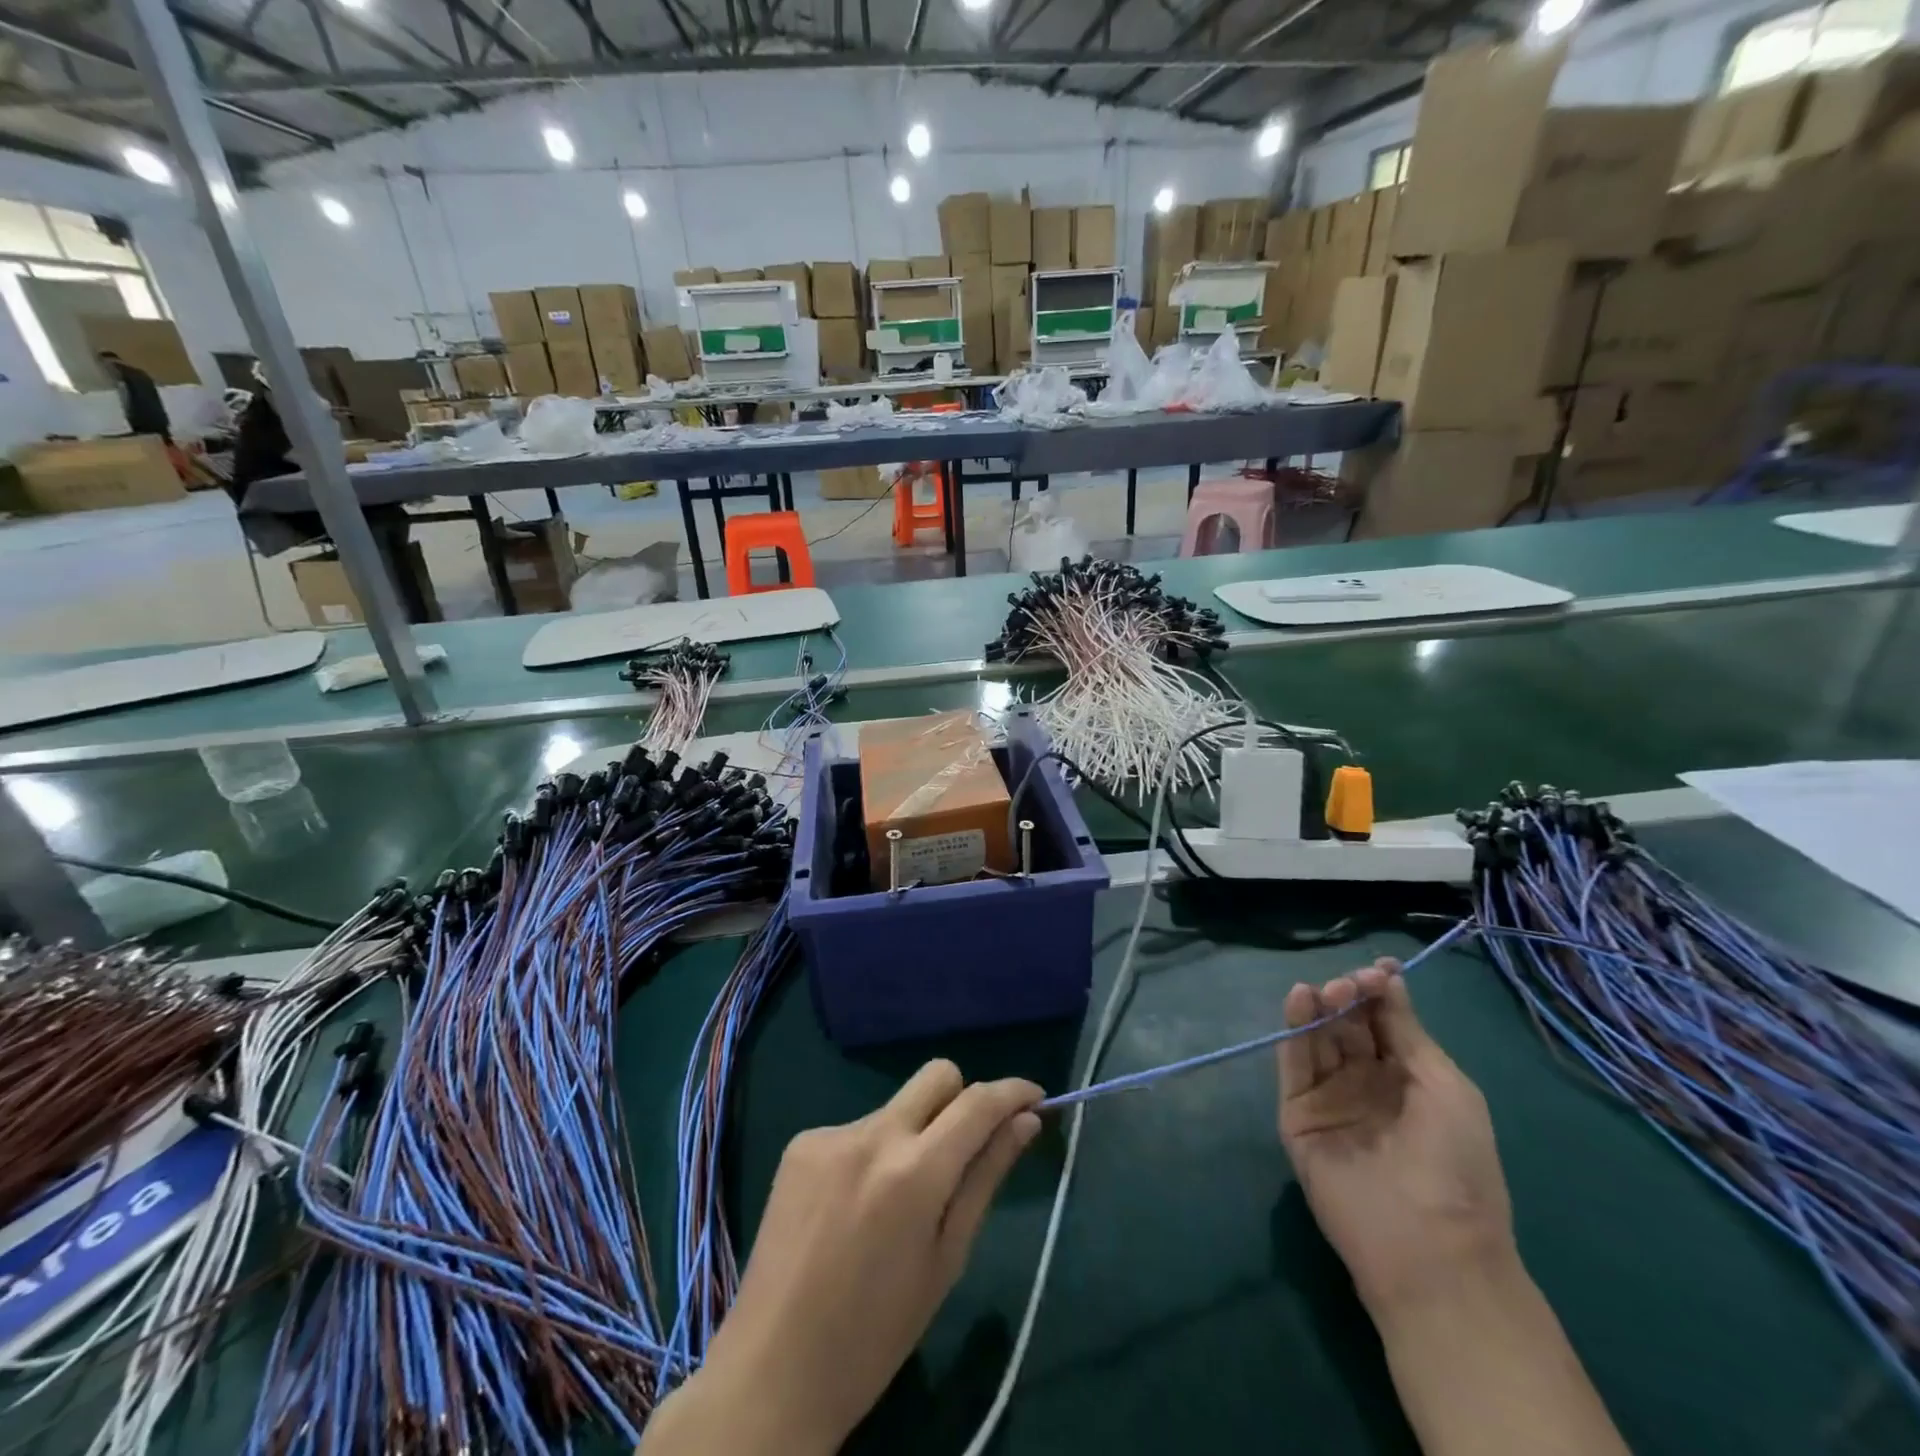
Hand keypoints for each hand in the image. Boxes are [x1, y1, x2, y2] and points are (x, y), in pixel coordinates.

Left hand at [643, 1060, 1041, 1455]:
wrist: (771, 1371)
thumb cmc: (876, 1335)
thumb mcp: (947, 1260)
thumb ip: (986, 1178)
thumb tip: (1025, 1122)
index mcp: (914, 1173)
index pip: (978, 1102)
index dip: (1014, 1091)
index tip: (1035, 1097)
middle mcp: (872, 1135)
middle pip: (937, 1075)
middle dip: (964, 1098)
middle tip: (967, 1148)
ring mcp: (830, 1133)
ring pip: (897, 1106)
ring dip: (915, 1134)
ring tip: (899, 1201)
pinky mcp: (800, 1143)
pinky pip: (858, 1129)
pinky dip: (873, 1153)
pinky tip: (856, 1207)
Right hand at [1276, 960, 1516, 1315]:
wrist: (1426, 1246)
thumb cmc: (1456, 1164)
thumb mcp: (1446, 1086)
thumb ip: (1407, 1031)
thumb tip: (1388, 979)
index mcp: (1408, 1078)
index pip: (1384, 1021)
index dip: (1379, 992)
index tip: (1379, 969)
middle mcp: (1365, 1081)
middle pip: (1347, 1024)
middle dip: (1348, 997)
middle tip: (1349, 985)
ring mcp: (1329, 1097)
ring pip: (1317, 1039)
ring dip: (1319, 1007)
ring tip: (1323, 990)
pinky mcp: (1297, 1113)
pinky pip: (1293, 1064)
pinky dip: (1293, 1031)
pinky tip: (1300, 1001)